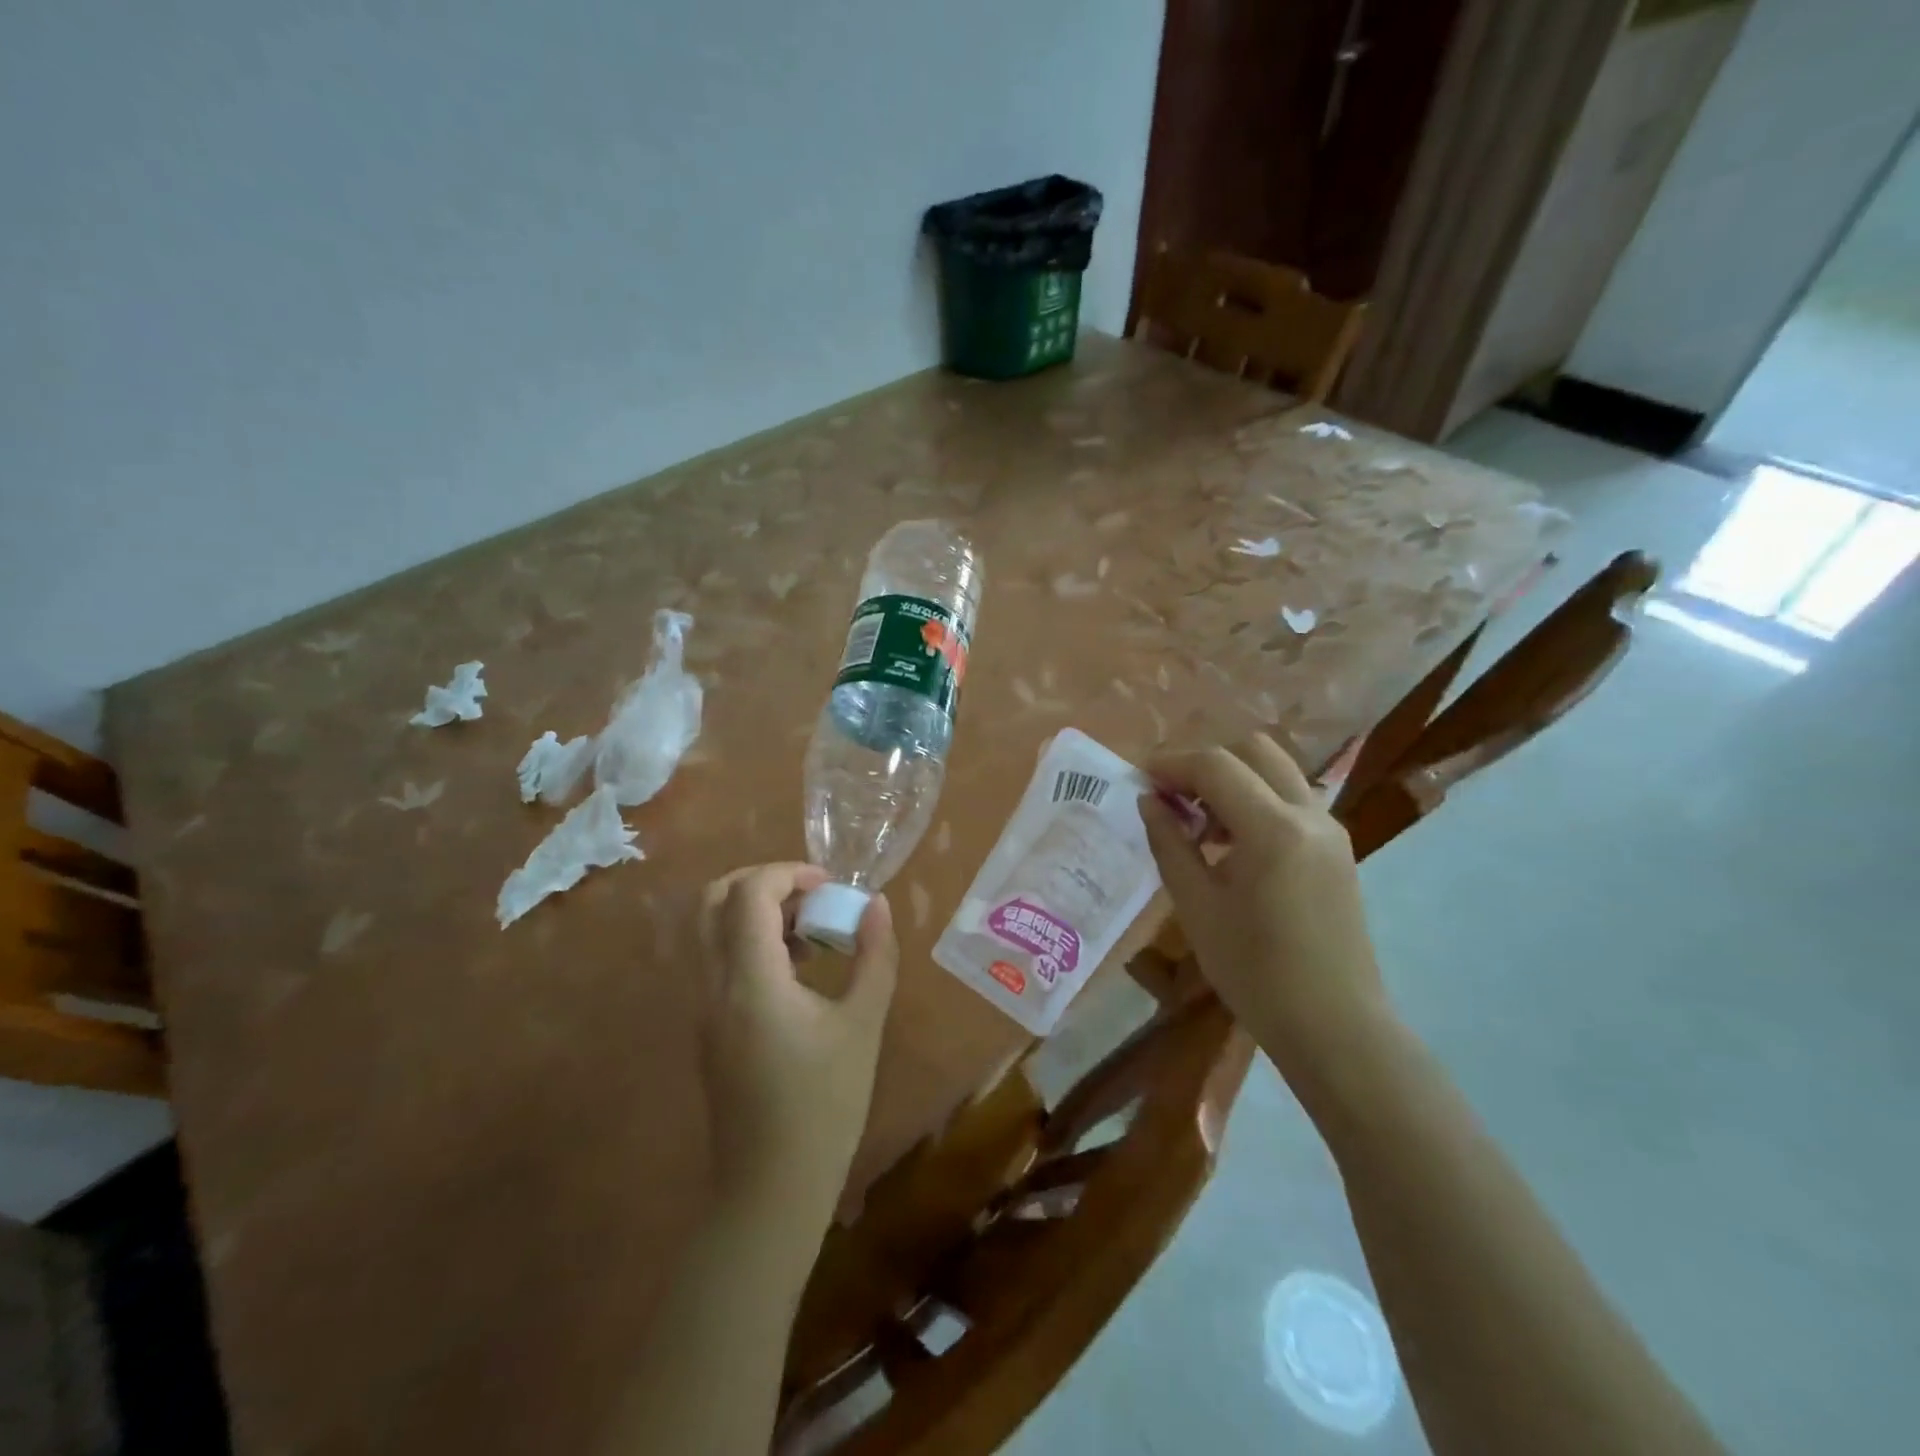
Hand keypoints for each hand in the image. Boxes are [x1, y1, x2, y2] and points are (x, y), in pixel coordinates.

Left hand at [696, 864, 897, 1225]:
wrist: (771, 1188)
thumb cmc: (824, 1105)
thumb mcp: (863, 1025)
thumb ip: (874, 956)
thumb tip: (877, 904)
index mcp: (750, 979)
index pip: (750, 893)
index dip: (789, 873)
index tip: (830, 885)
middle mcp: (713, 985)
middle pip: (713, 900)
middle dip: (762, 881)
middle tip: (810, 895)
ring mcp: (703, 1008)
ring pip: (712, 930)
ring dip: (756, 913)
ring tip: (812, 933)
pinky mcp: (707, 1028)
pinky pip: (718, 962)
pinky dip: (750, 943)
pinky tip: (797, 972)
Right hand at [1139, 736, 1391, 1087]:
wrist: (1333, 1024)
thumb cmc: (1255, 972)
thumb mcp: (1197, 907)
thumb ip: (1169, 844)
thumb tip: (1148, 801)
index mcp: (1273, 829)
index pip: (1215, 765)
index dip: (1171, 764)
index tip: (1140, 779)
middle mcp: (1309, 815)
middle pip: (1254, 750)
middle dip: (1205, 761)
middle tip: (1171, 795)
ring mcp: (1330, 829)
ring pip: (1276, 771)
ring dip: (1233, 779)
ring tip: (1198, 821)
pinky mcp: (1337, 848)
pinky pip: (1291, 799)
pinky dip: (1255, 799)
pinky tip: (1230, 842)